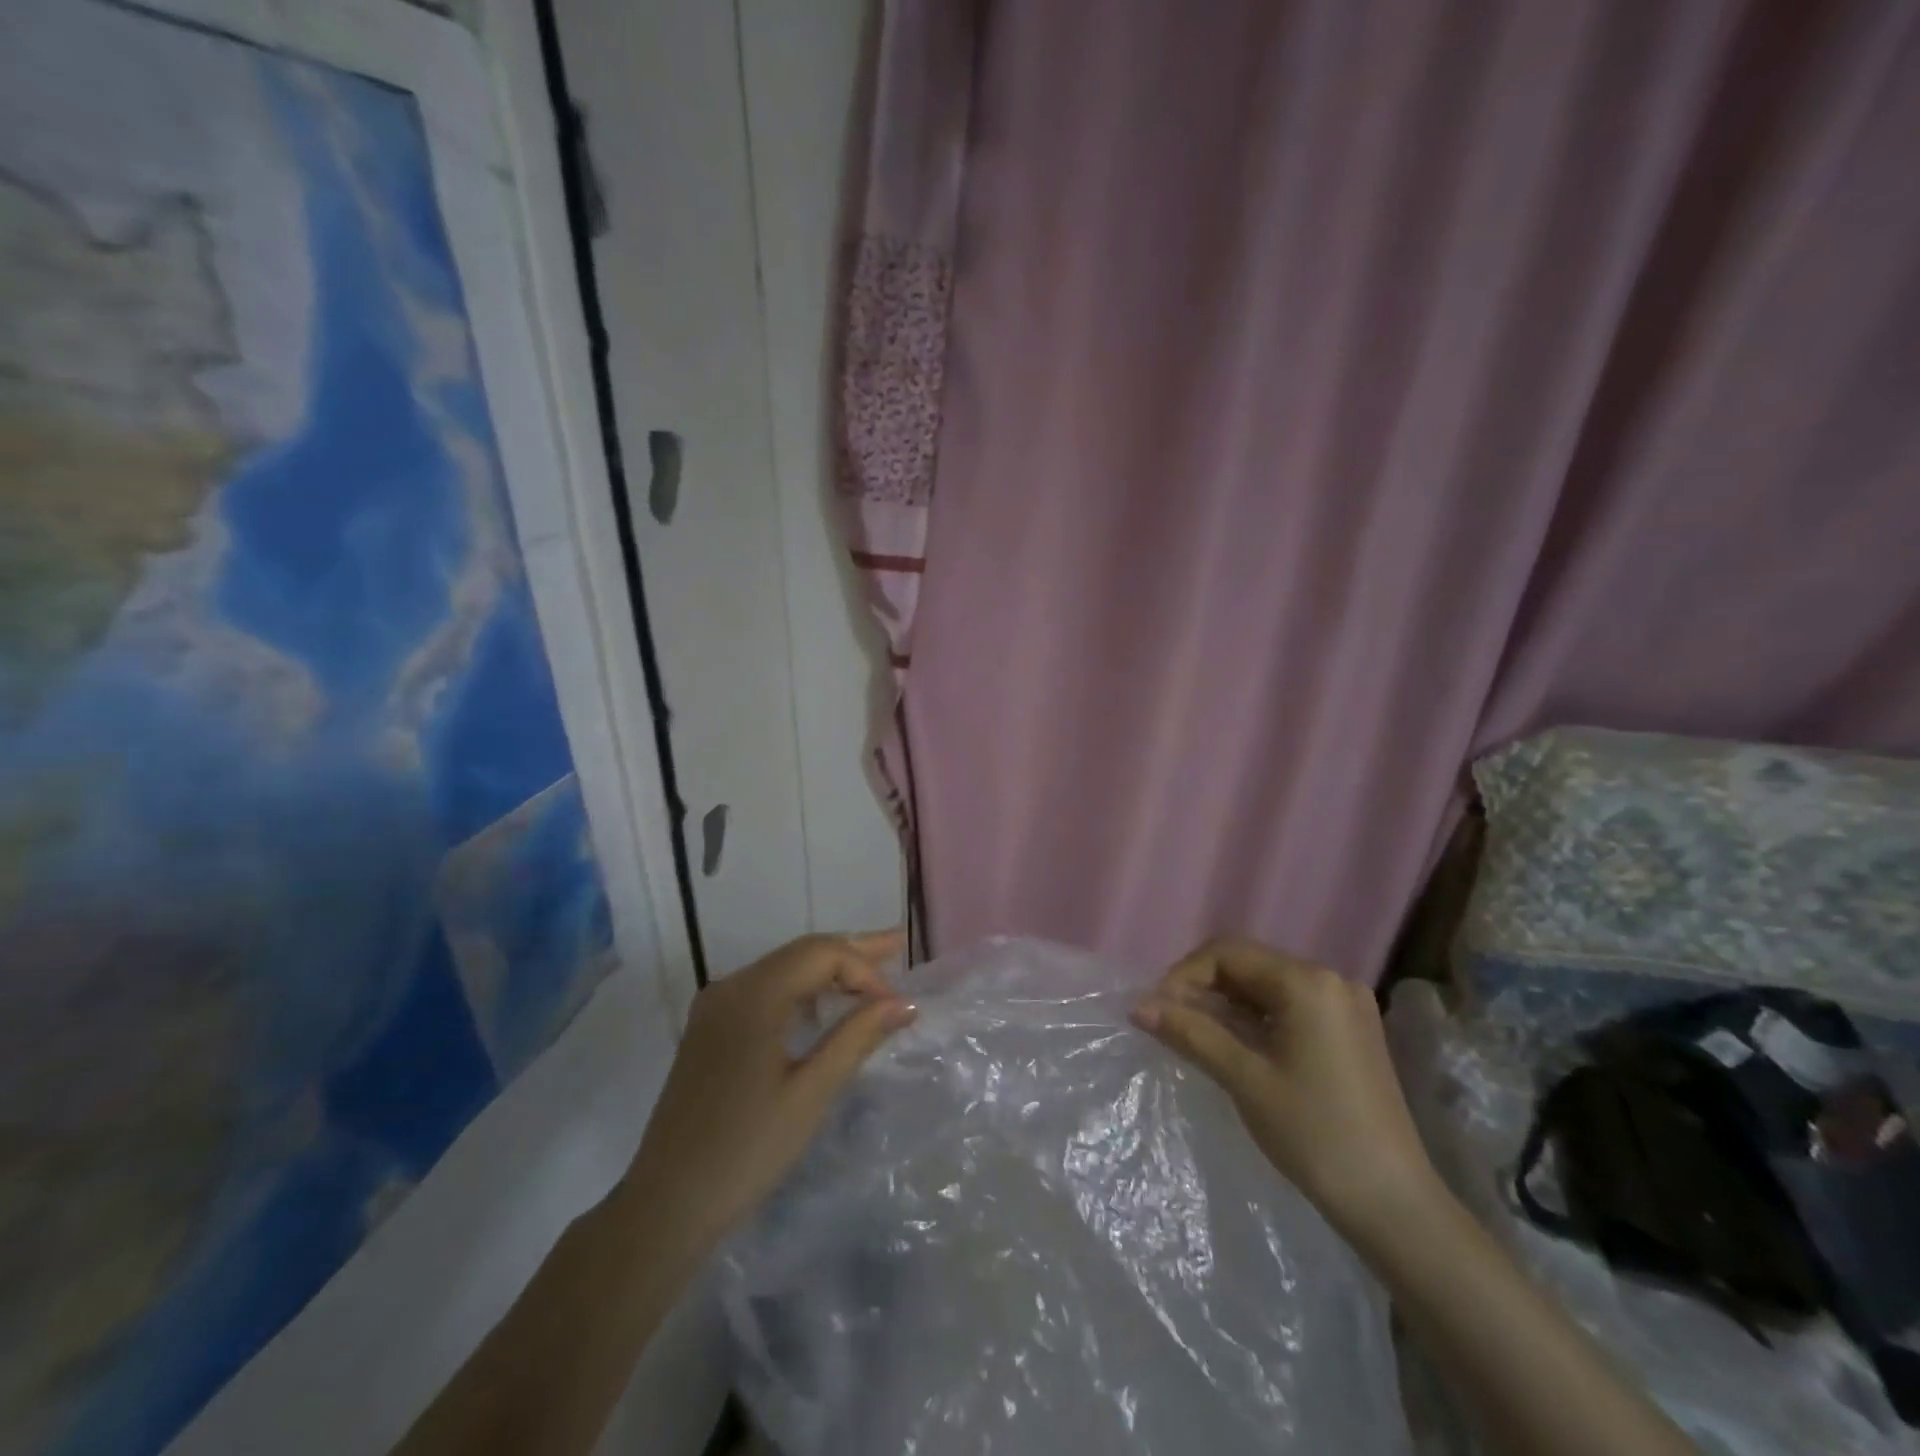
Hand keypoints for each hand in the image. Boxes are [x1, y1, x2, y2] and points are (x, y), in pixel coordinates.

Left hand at [620, 930, 913, 1253]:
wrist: (666, 1205)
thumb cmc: (746, 1150)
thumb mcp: (811, 1093)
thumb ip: (857, 1037)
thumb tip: (905, 1004)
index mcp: (753, 995)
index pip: (822, 954)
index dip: (866, 971)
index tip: (896, 1007)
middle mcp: (731, 987)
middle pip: (802, 952)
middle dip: (853, 951)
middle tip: (899, 946)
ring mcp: (717, 1006)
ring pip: (784, 968)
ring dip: (829, 969)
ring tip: (875, 970)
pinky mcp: (712, 1028)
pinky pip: (766, 990)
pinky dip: (804, 989)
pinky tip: (828, 1003)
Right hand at [1133, 938, 1440, 1235]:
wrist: (1393, 1204)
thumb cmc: (1313, 1134)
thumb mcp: (1243, 1078)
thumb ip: (1190, 1032)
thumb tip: (1138, 1005)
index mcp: (1307, 982)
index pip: (1228, 954)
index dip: (1184, 975)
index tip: (1156, 1009)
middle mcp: (1330, 980)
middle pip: (1249, 965)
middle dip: (1203, 988)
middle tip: (1169, 1022)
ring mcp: (1345, 1005)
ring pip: (1266, 986)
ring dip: (1226, 1004)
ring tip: (1193, 1035)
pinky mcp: (1350, 1031)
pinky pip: (1289, 1006)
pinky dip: (1255, 1018)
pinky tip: (1233, 1045)